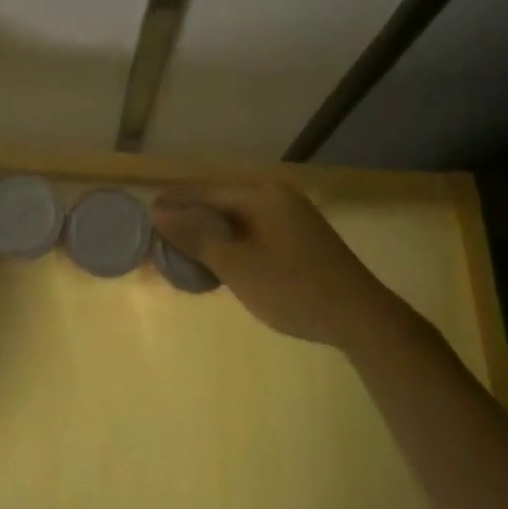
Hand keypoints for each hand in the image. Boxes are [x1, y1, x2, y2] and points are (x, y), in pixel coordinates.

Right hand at [151, 181, 400, 351]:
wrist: (362, 317)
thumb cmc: (294, 288)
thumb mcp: (238, 265)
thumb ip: (197, 236)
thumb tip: (159, 211)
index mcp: (261, 194)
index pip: (206, 191)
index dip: (175, 203)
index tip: (146, 215)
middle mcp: (277, 196)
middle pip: (222, 202)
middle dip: (191, 219)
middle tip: (162, 238)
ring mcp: (292, 216)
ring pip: (239, 219)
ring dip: (212, 233)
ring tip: (185, 252)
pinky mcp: (302, 238)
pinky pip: (255, 231)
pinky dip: (234, 243)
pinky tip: (222, 262)